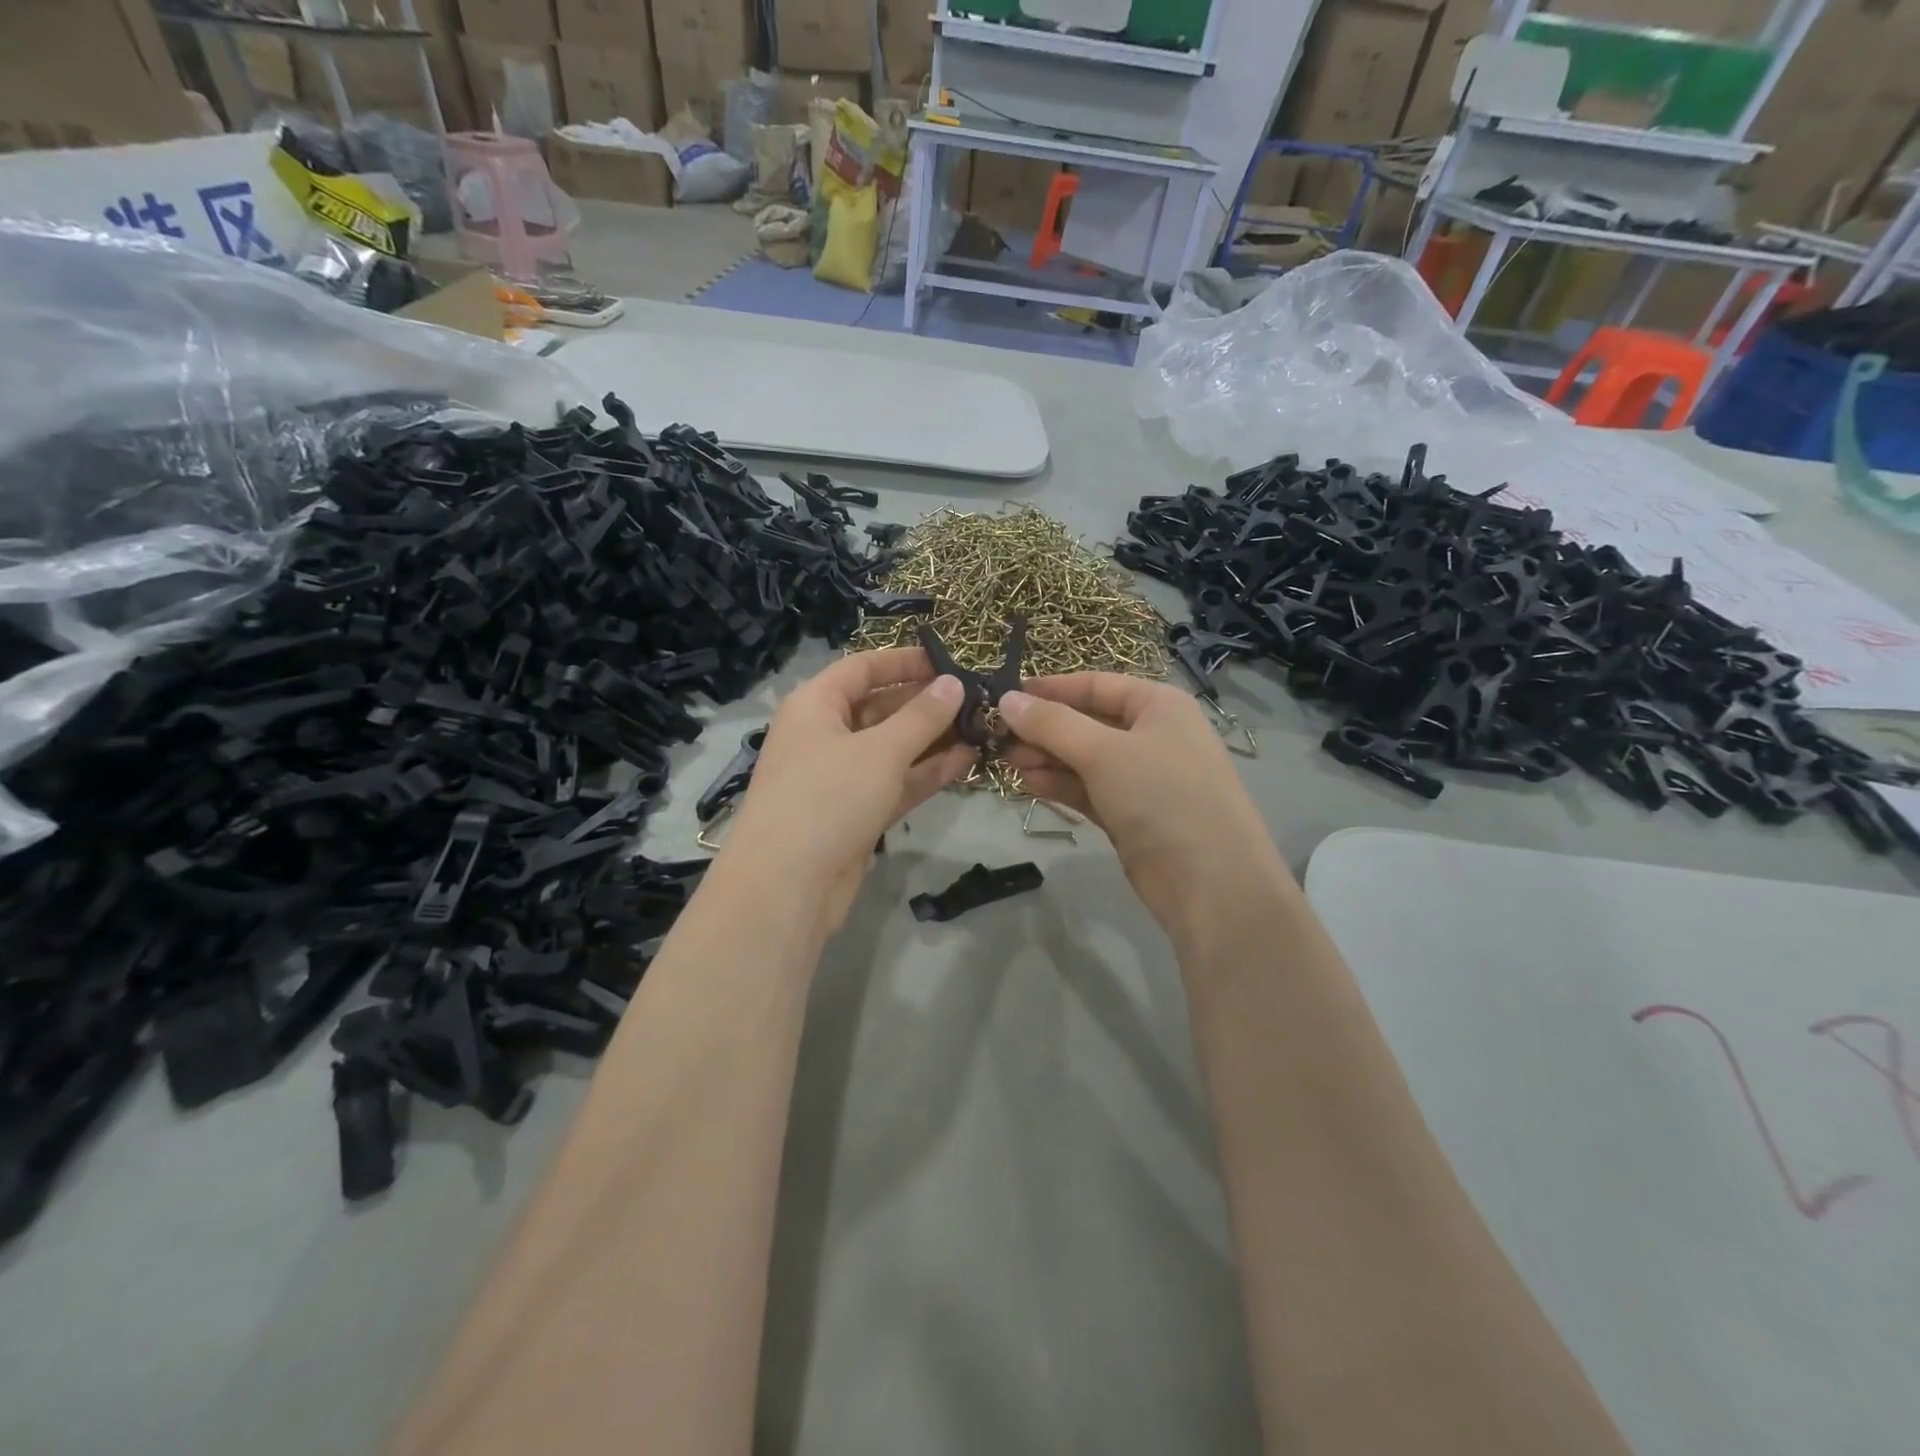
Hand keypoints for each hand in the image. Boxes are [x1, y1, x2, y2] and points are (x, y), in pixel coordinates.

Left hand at [719, 647, 973, 935]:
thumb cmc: (828, 798)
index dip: (905, 662)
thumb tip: (954, 684)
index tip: (950, 662)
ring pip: (892, 748)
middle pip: (880, 707)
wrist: (787, 884)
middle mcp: (825, 734)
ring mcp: (840, 776)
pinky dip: (926, 772)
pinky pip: (895, 781)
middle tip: (977, 699)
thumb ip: (922, 716)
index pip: (863, 668)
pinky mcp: (855, 812)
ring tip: (981, 727)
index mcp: (816, 705)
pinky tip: (967, 760)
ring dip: (933, 739)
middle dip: (926, 704)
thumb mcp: (880, 750)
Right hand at [999, 674, 1289, 945]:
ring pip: (1084, 759)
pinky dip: (1060, 785)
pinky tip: (1029, 783)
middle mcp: (1153, 736)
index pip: (1096, 685)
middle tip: (997, 737)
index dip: (1050, 689)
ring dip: (1047, 758)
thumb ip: (1052, 724)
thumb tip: (1007, 699)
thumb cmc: (1162, 797)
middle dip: (1043, 729)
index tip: (1004, 696)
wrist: (1210, 884)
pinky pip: (1088, 789)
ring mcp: (1143, 778)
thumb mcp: (1103, 752)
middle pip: (1087, 722)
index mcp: (1159, 706)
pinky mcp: (1131, 815)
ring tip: (1007, 762)